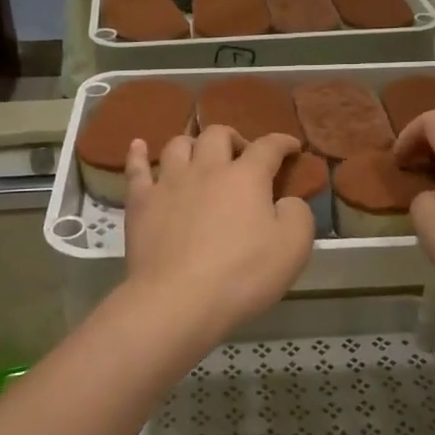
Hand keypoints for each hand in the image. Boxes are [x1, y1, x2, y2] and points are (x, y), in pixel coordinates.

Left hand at [121, 127, 313, 349]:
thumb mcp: (293, 247)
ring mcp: (169, 183)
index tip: (292, 146)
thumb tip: (287, 201)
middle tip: (241, 157)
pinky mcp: (141, 203)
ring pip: (178, 145)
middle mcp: (206, 169)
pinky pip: (136, 169)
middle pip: (217, 135)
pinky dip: (139, 154)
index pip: (268, 147)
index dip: (283, 142)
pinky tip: (139, 146)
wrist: (178, 300)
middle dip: (234, 138)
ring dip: (193, 145)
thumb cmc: (242, 274)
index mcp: (246, 176)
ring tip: (200, 157)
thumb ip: (297, 214)